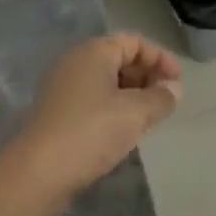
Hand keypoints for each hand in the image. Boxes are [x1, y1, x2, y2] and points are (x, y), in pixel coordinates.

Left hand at [9, 34, 182, 214]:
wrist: (37, 174)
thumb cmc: (91, 131)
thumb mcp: (135, 113)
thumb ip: (160, 97)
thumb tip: (174, 89)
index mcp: (94, 51)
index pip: (134, 42)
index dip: (160, 58)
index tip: (178, 82)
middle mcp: (76, 62)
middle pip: (119, 59)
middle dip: (147, 76)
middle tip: (166, 100)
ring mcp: (62, 88)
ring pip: (106, 82)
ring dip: (131, 95)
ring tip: (149, 118)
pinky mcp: (56, 113)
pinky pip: (93, 100)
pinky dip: (113, 108)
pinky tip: (124, 131)